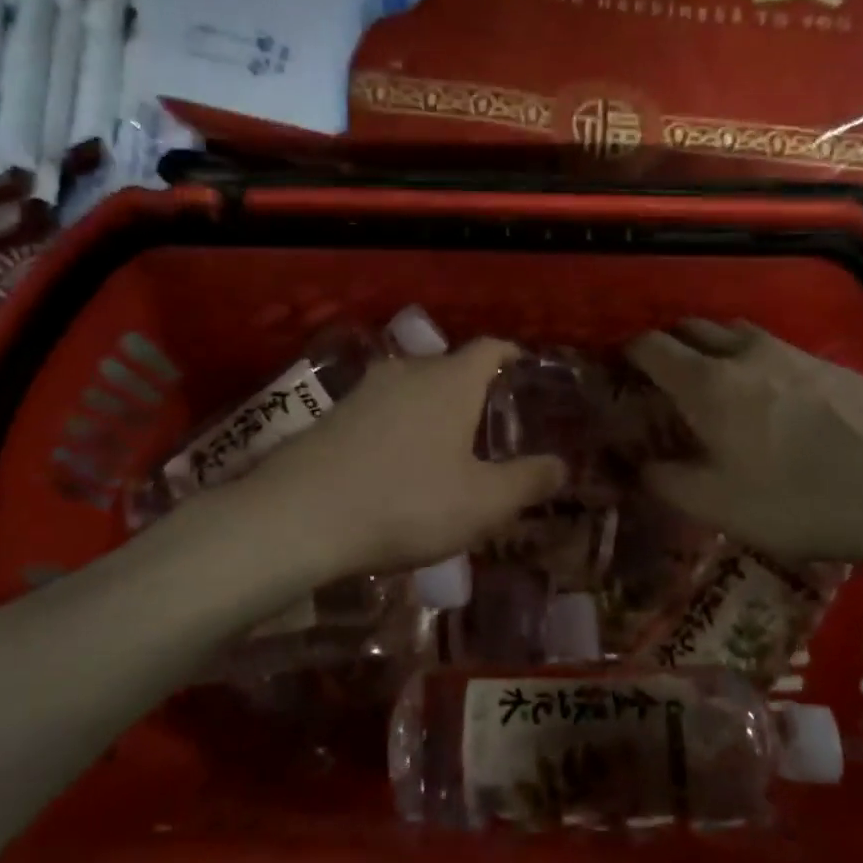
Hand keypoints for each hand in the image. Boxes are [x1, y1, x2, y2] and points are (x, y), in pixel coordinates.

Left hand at [241, 338, 566, 581]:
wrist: (301, 515)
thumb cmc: (408, 502)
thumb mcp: (484, 503)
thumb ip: (528, 481)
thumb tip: (561, 465)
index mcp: (452, 381)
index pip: (490, 347)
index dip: (510, 355)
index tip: (523, 371)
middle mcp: (408, 372)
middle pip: (449, 367)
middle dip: (471, 390)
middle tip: (488, 425)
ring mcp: (364, 390)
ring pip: (411, 388)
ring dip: (431, 410)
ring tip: (444, 448)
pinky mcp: (332, 414)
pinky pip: (381, 410)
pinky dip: (398, 426)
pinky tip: (397, 464)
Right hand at [626, 319, 862, 571]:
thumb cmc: (801, 498)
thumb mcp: (719, 505)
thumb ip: (668, 482)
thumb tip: (637, 466)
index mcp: (706, 382)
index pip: (650, 346)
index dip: (626, 354)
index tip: (616, 372)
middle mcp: (742, 353)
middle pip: (691, 328)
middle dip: (668, 345)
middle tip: (660, 381)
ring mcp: (790, 352)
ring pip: (734, 333)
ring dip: (712, 348)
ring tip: (712, 384)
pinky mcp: (828, 364)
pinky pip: (771, 349)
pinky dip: (751, 361)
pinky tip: (768, 399)